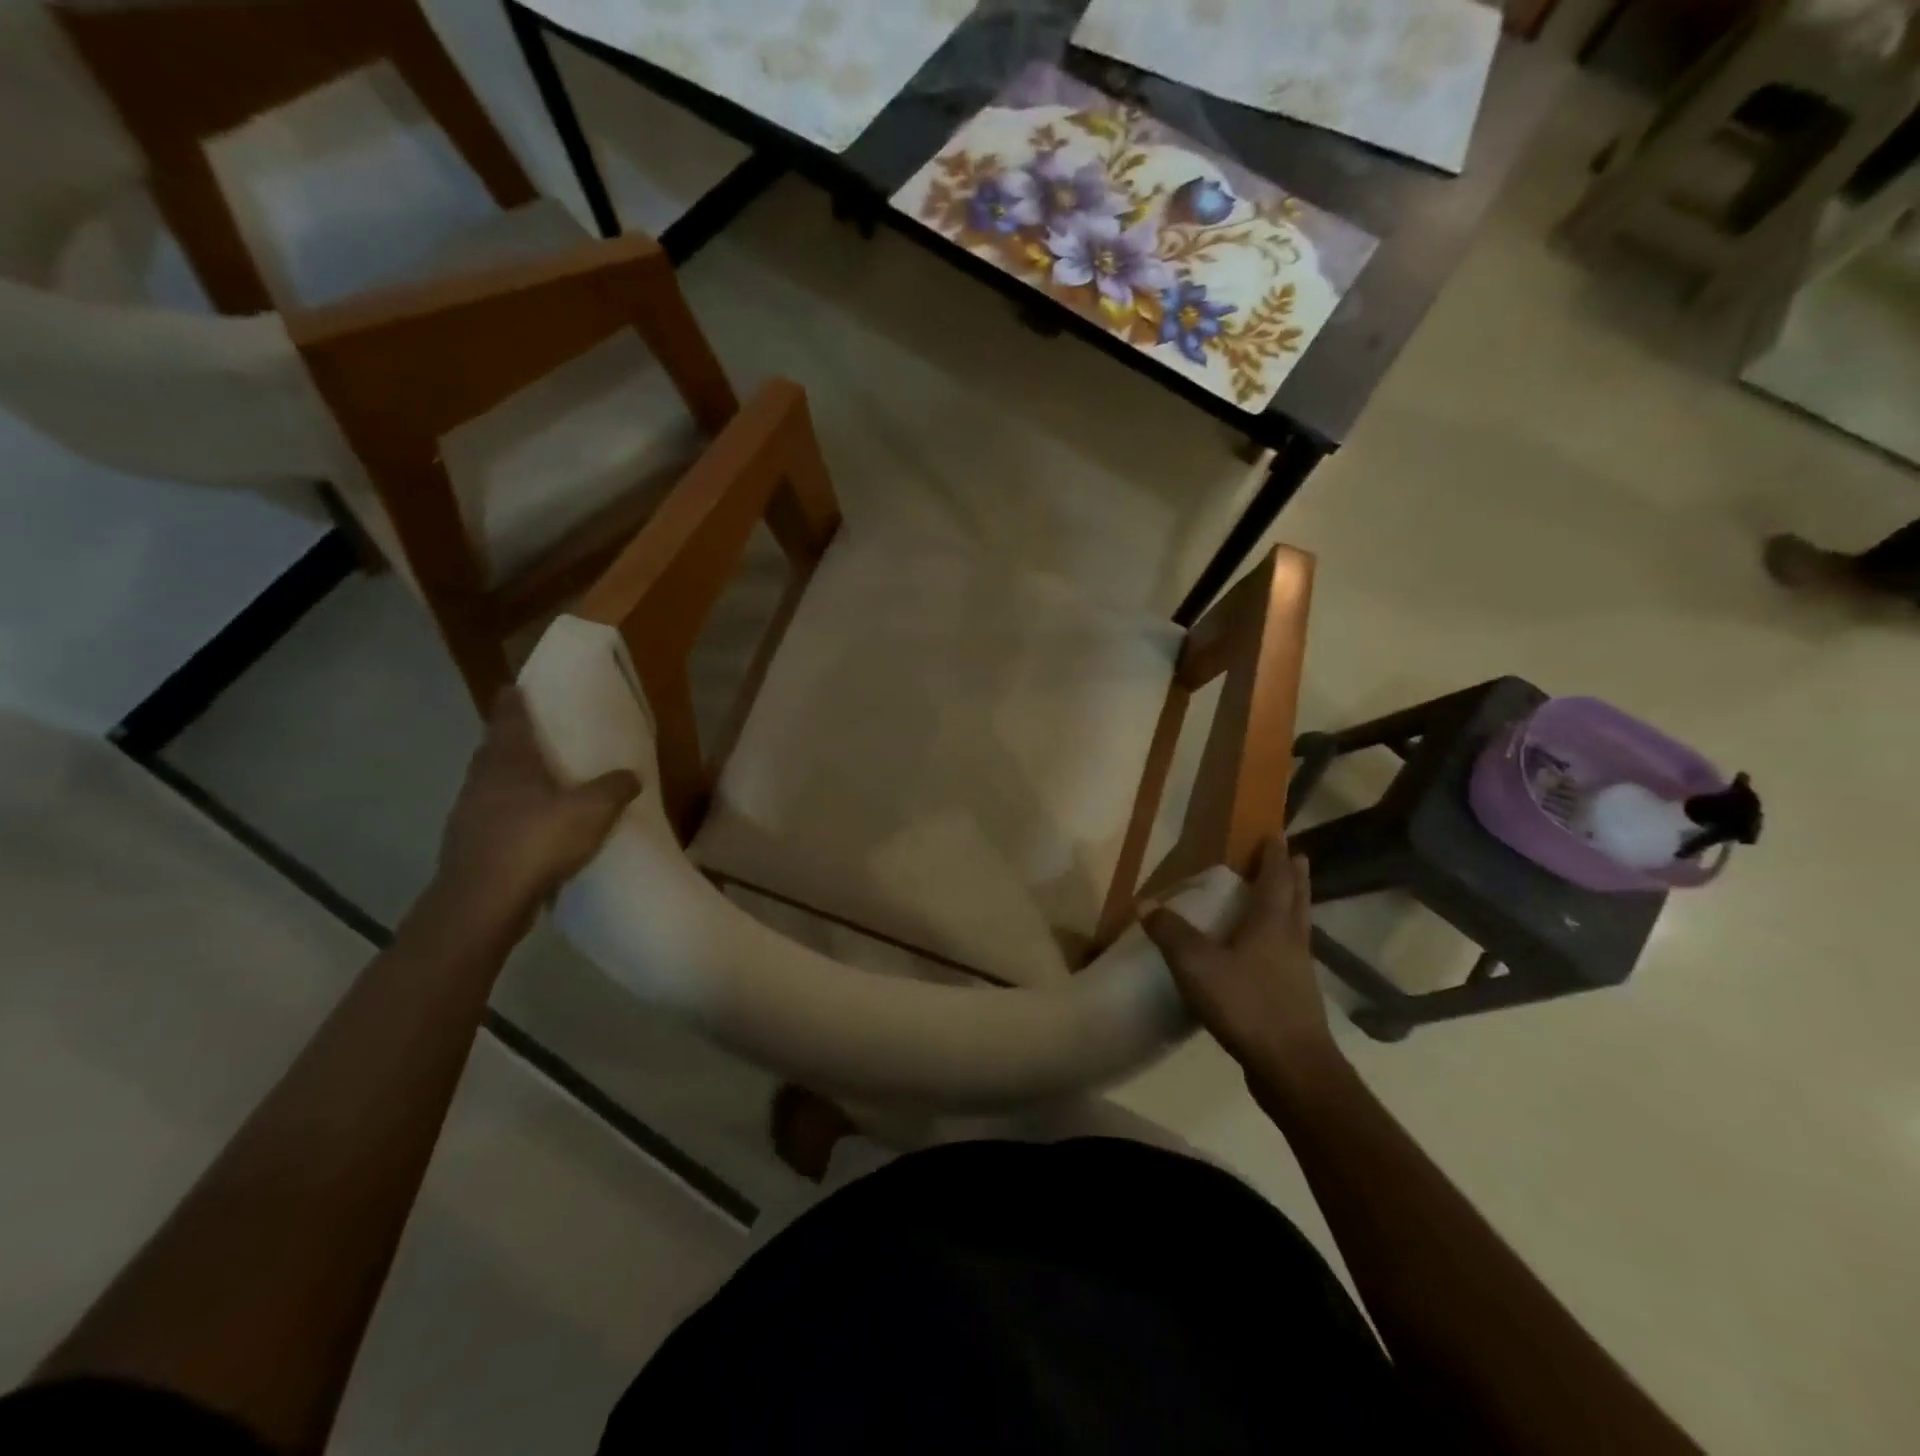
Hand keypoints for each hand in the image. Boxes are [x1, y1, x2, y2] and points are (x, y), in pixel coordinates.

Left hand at [431, 689, 640, 937]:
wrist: (482, 903)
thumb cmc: (535, 842)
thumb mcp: (591, 811)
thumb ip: (613, 789)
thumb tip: (631, 775)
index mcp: (508, 761)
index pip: (508, 718)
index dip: (513, 701)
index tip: (516, 687)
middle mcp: (482, 780)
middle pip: (494, 750)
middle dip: (511, 740)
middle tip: (536, 736)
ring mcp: (469, 814)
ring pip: (491, 785)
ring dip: (510, 780)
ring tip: (539, 783)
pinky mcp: (468, 845)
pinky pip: (492, 817)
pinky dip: (510, 814)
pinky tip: (530, 828)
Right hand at [1145, 835, 1338, 1078]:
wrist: (1294, 1069)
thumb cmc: (1247, 1006)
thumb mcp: (1197, 966)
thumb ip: (1170, 933)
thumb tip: (1145, 903)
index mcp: (1271, 925)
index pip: (1275, 879)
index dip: (1274, 856)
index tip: (1277, 835)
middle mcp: (1291, 941)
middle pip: (1297, 899)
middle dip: (1294, 876)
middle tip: (1294, 856)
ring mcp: (1298, 971)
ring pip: (1299, 927)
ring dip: (1294, 906)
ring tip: (1286, 896)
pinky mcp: (1297, 998)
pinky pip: (1292, 955)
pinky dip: (1285, 940)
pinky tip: (1270, 954)